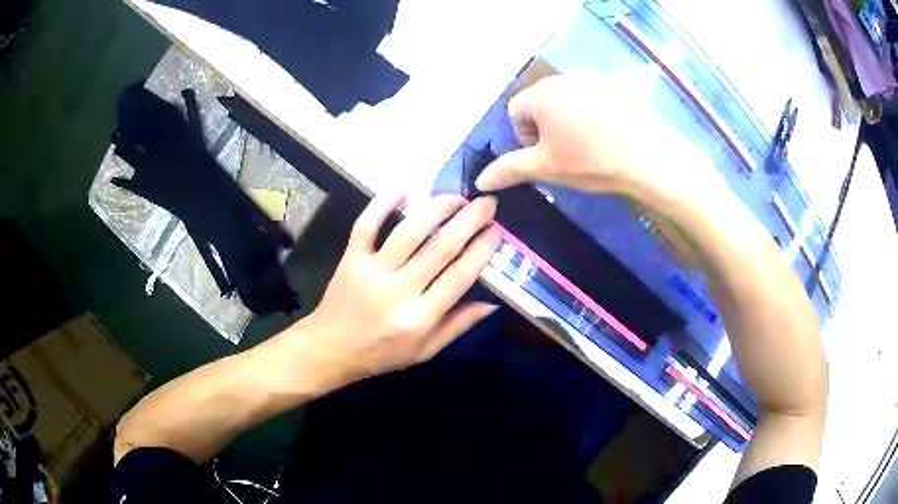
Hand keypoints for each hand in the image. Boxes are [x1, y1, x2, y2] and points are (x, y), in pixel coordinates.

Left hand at [280, 193, 500, 392]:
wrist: (330, 349)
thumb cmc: (381, 353)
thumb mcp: (424, 351)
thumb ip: (458, 326)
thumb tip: (493, 302)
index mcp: (419, 318)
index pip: (459, 277)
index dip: (482, 250)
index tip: (497, 230)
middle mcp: (398, 291)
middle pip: (440, 248)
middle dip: (469, 221)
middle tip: (487, 203)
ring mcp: (371, 271)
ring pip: (408, 231)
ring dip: (436, 208)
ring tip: (457, 197)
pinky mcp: (351, 258)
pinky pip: (367, 224)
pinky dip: (383, 202)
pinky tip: (405, 186)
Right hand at [475, 71, 722, 203]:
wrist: (648, 157)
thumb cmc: (590, 161)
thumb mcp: (546, 167)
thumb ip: (510, 169)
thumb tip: (480, 181)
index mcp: (541, 94)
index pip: (516, 112)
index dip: (525, 137)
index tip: (547, 156)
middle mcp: (563, 78)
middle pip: (542, 102)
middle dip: (547, 127)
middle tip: (569, 153)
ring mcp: (592, 77)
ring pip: (569, 99)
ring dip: (570, 118)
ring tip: (593, 144)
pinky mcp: (617, 83)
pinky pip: (594, 95)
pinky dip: (594, 111)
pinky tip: (612, 132)